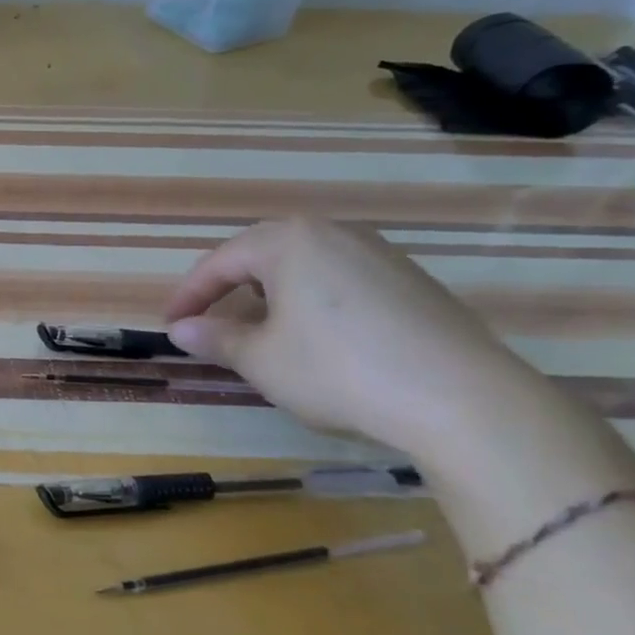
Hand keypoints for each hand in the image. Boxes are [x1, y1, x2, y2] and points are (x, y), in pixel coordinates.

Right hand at [163, 217, 544, 455]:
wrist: (465, 401)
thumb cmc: (338, 369)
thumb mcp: (261, 360)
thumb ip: (215, 339)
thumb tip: (181, 330)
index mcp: (290, 241)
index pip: (220, 262)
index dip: (189, 296)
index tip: (169, 325)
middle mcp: (335, 234)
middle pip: (263, 257)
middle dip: (230, 292)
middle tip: (210, 324)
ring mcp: (381, 255)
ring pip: (305, 269)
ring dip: (272, 298)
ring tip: (261, 334)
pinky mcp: (414, 283)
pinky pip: (343, 283)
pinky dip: (314, 305)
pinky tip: (319, 341)